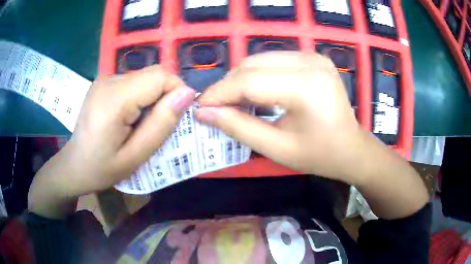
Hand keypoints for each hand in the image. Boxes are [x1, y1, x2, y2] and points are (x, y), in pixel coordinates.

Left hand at [30, 66, 195, 209]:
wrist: (74, 165)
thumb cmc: (102, 168)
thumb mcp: (135, 156)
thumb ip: (161, 124)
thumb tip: (187, 94)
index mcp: (114, 99)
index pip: (159, 76)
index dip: (176, 92)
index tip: (175, 118)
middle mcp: (109, 80)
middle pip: (153, 74)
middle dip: (165, 95)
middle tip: (157, 125)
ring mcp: (105, 79)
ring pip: (145, 77)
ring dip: (153, 97)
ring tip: (141, 123)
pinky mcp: (104, 82)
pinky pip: (134, 81)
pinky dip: (141, 96)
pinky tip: (130, 116)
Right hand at [195, 52, 367, 183]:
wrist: (351, 147)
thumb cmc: (319, 155)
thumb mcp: (277, 148)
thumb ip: (238, 128)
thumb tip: (204, 113)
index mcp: (307, 86)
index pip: (249, 82)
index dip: (219, 94)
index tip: (199, 108)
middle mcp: (310, 61)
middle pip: (252, 66)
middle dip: (227, 86)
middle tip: (213, 107)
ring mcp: (313, 56)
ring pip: (259, 59)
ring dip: (240, 79)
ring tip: (231, 102)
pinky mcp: (312, 57)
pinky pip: (273, 61)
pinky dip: (256, 75)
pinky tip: (252, 92)